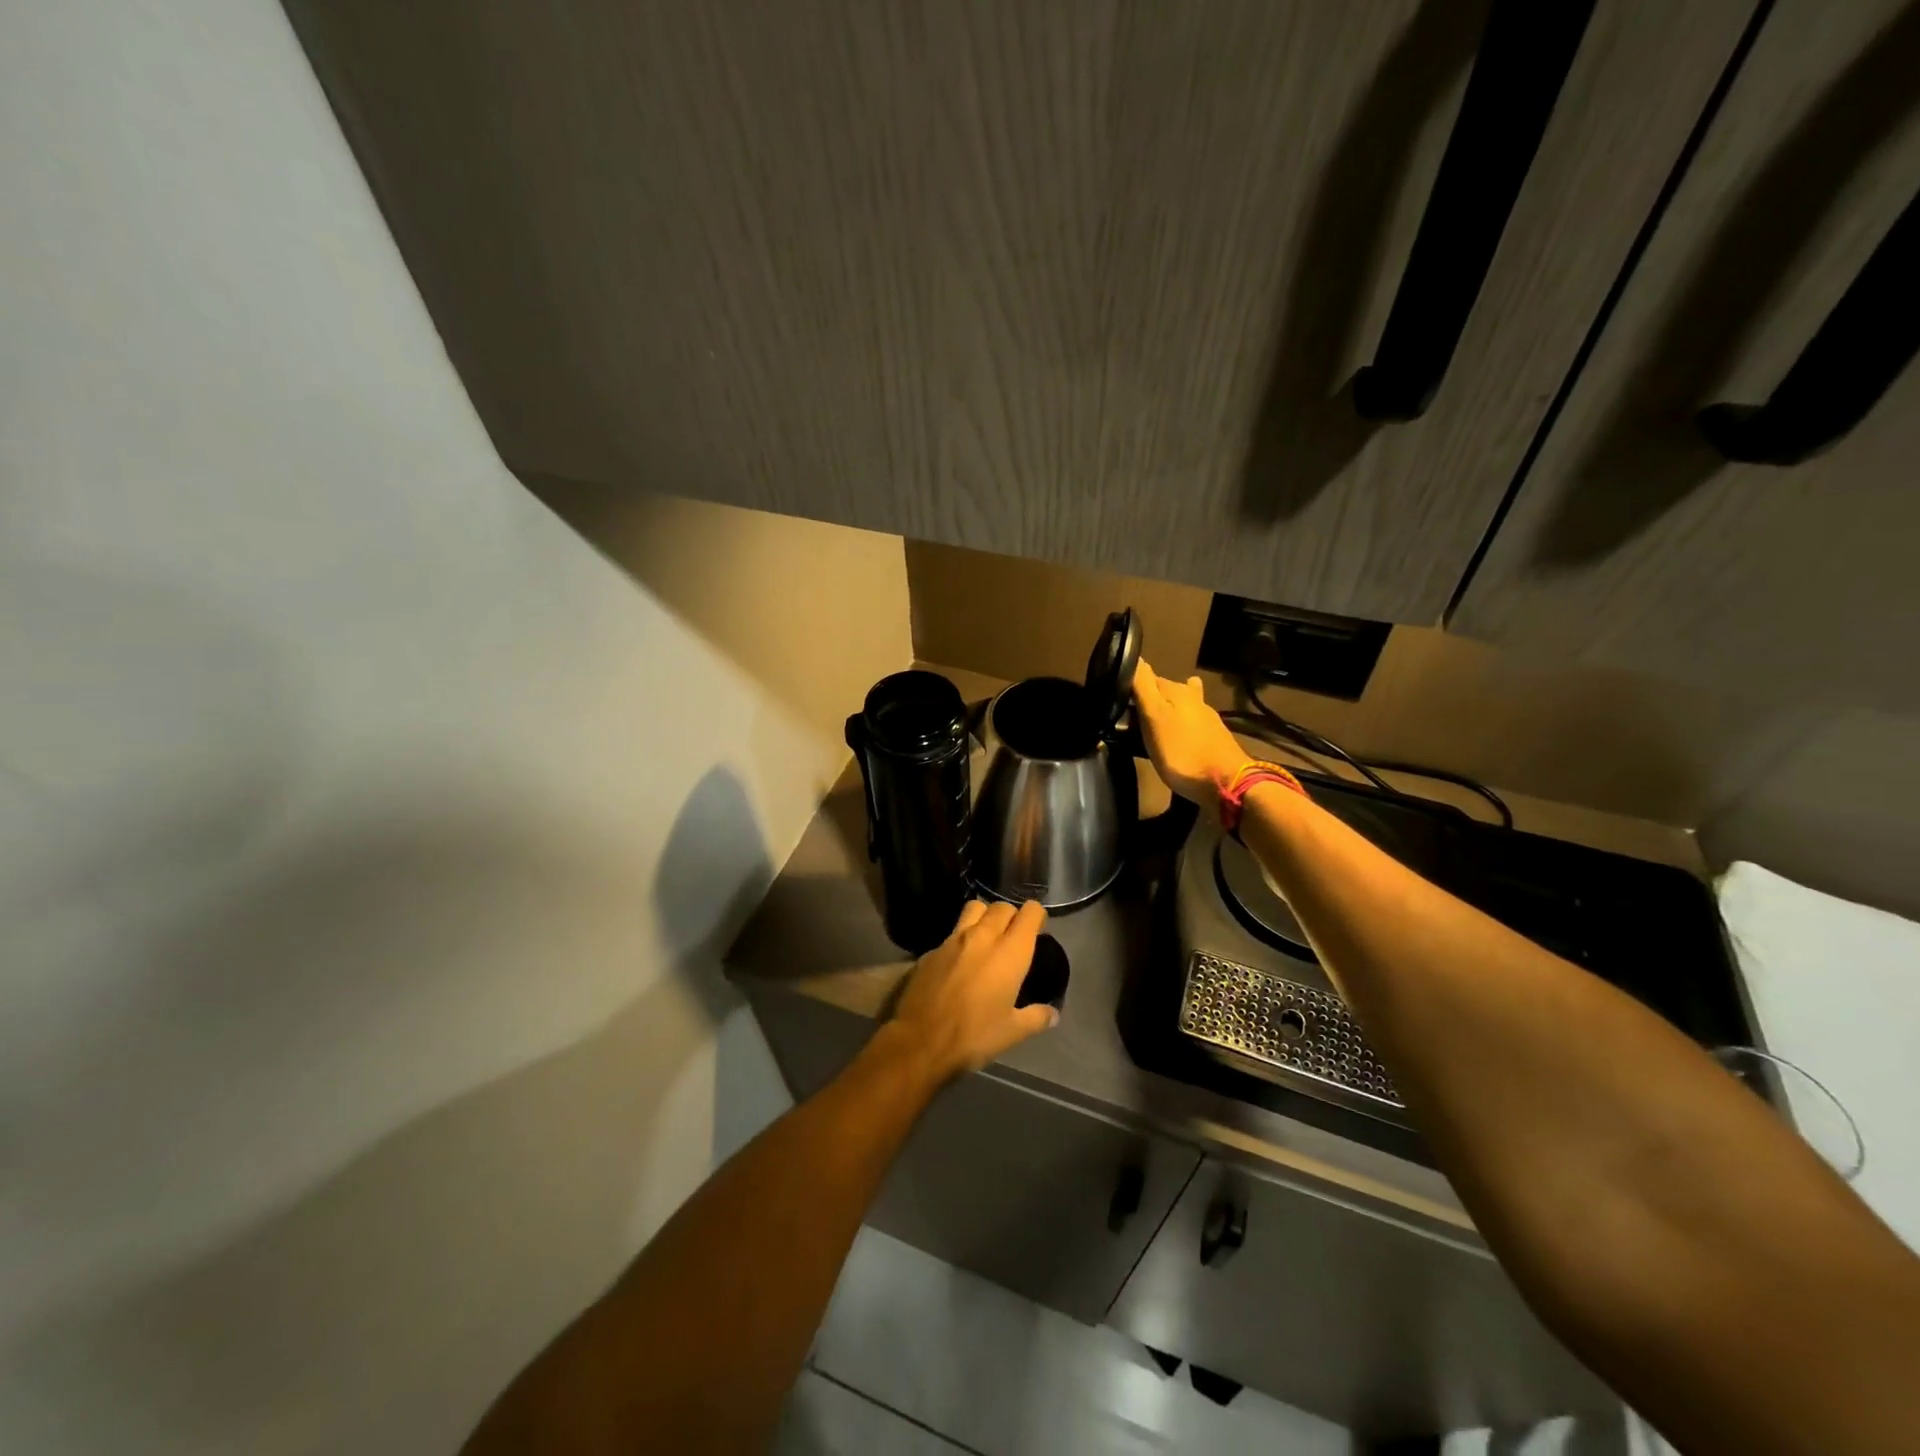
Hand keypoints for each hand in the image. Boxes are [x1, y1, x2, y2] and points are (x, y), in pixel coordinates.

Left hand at [887, 899, 1055, 1081]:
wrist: (920, 1041)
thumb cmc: (974, 1036)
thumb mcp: (1013, 1032)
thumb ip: (1036, 1017)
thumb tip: (1054, 1014)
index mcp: (1010, 952)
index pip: (1030, 912)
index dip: (1036, 917)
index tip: (1038, 930)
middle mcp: (983, 936)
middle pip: (1002, 907)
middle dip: (1012, 916)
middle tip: (1013, 937)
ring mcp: (953, 939)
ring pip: (974, 908)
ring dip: (984, 916)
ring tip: (987, 938)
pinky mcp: (931, 949)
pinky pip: (952, 932)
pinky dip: (961, 938)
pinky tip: (959, 961)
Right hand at [1131, 660, 1253, 808]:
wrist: (1226, 783)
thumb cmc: (1182, 751)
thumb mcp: (1154, 718)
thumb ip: (1143, 688)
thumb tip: (1136, 657)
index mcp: (1176, 691)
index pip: (1148, 678)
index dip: (1133, 685)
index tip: (1118, 697)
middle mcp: (1194, 699)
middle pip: (1166, 692)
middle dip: (1151, 697)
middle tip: (1131, 713)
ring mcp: (1207, 718)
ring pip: (1181, 706)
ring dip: (1168, 710)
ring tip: (1152, 719)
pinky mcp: (1213, 737)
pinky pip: (1190, 724)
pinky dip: (1180, 725)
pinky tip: (1177, 732)